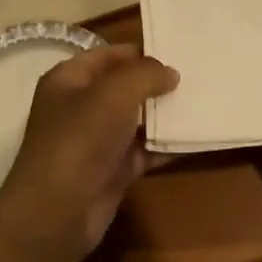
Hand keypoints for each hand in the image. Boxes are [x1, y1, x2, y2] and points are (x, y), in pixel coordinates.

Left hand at [0, 44, 178, 256]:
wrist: (59, 210)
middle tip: (196, 76)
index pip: (105, 55)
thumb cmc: (81, 138)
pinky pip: (144, 151)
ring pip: (135, 120)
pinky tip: (195, 138)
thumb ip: (145, 74)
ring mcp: (96, 141)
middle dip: (156, 82)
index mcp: (68, 80)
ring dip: (164, 114)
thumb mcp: (114, 93)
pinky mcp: (112, 170)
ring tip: (202, 102)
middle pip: (123, 87)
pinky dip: (165, 146)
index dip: (138, 52)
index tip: (175, 50)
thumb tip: (170, 73)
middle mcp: (80, 107)